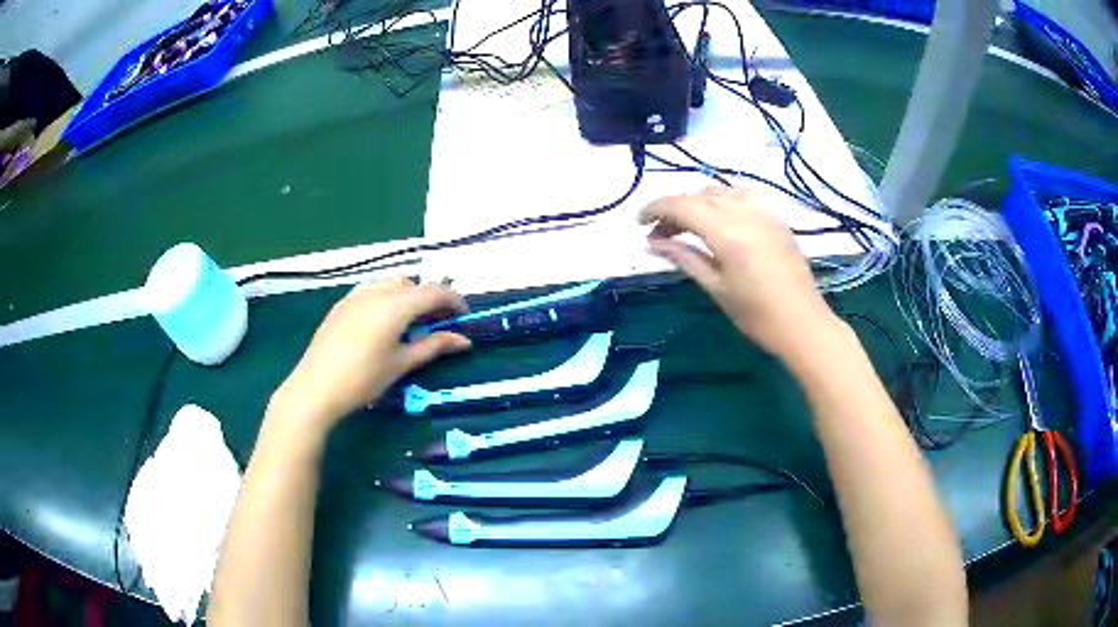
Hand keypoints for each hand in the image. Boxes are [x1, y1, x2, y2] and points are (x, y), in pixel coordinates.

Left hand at [269, 277, 470, 435]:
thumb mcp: (401, 364)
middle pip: (412, 284)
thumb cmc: (363, 379)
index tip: (465, 315)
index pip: (433, 292)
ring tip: (414, 318)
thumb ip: (433, 346)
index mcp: (395, 305)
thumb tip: (464, 340)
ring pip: (391, 283)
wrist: (316, 387)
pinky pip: (372, 289)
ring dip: (408, 294)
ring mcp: (356, 295)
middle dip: (431, 297)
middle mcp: (376, 292)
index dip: (453, 300)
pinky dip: (387, 295)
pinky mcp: (341, 304)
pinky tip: (385, 317)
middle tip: (441, 320)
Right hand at [640, 186, 839, 361]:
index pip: (680, 205)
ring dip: (698, 204)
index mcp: (725, 230)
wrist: (802, 323)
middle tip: (659, 235)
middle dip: (674, 210)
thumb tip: (652, 243)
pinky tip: (720, 222)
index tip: (639, 224)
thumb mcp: (715, 286)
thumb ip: (684, 257)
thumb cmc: (755, 313)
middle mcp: (743, 211)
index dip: (655, 209)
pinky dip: (723, 203)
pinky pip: (742, 197)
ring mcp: (763, 212)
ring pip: (720, 192)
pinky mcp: (776, 219)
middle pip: (698, 196)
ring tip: (688, 228)